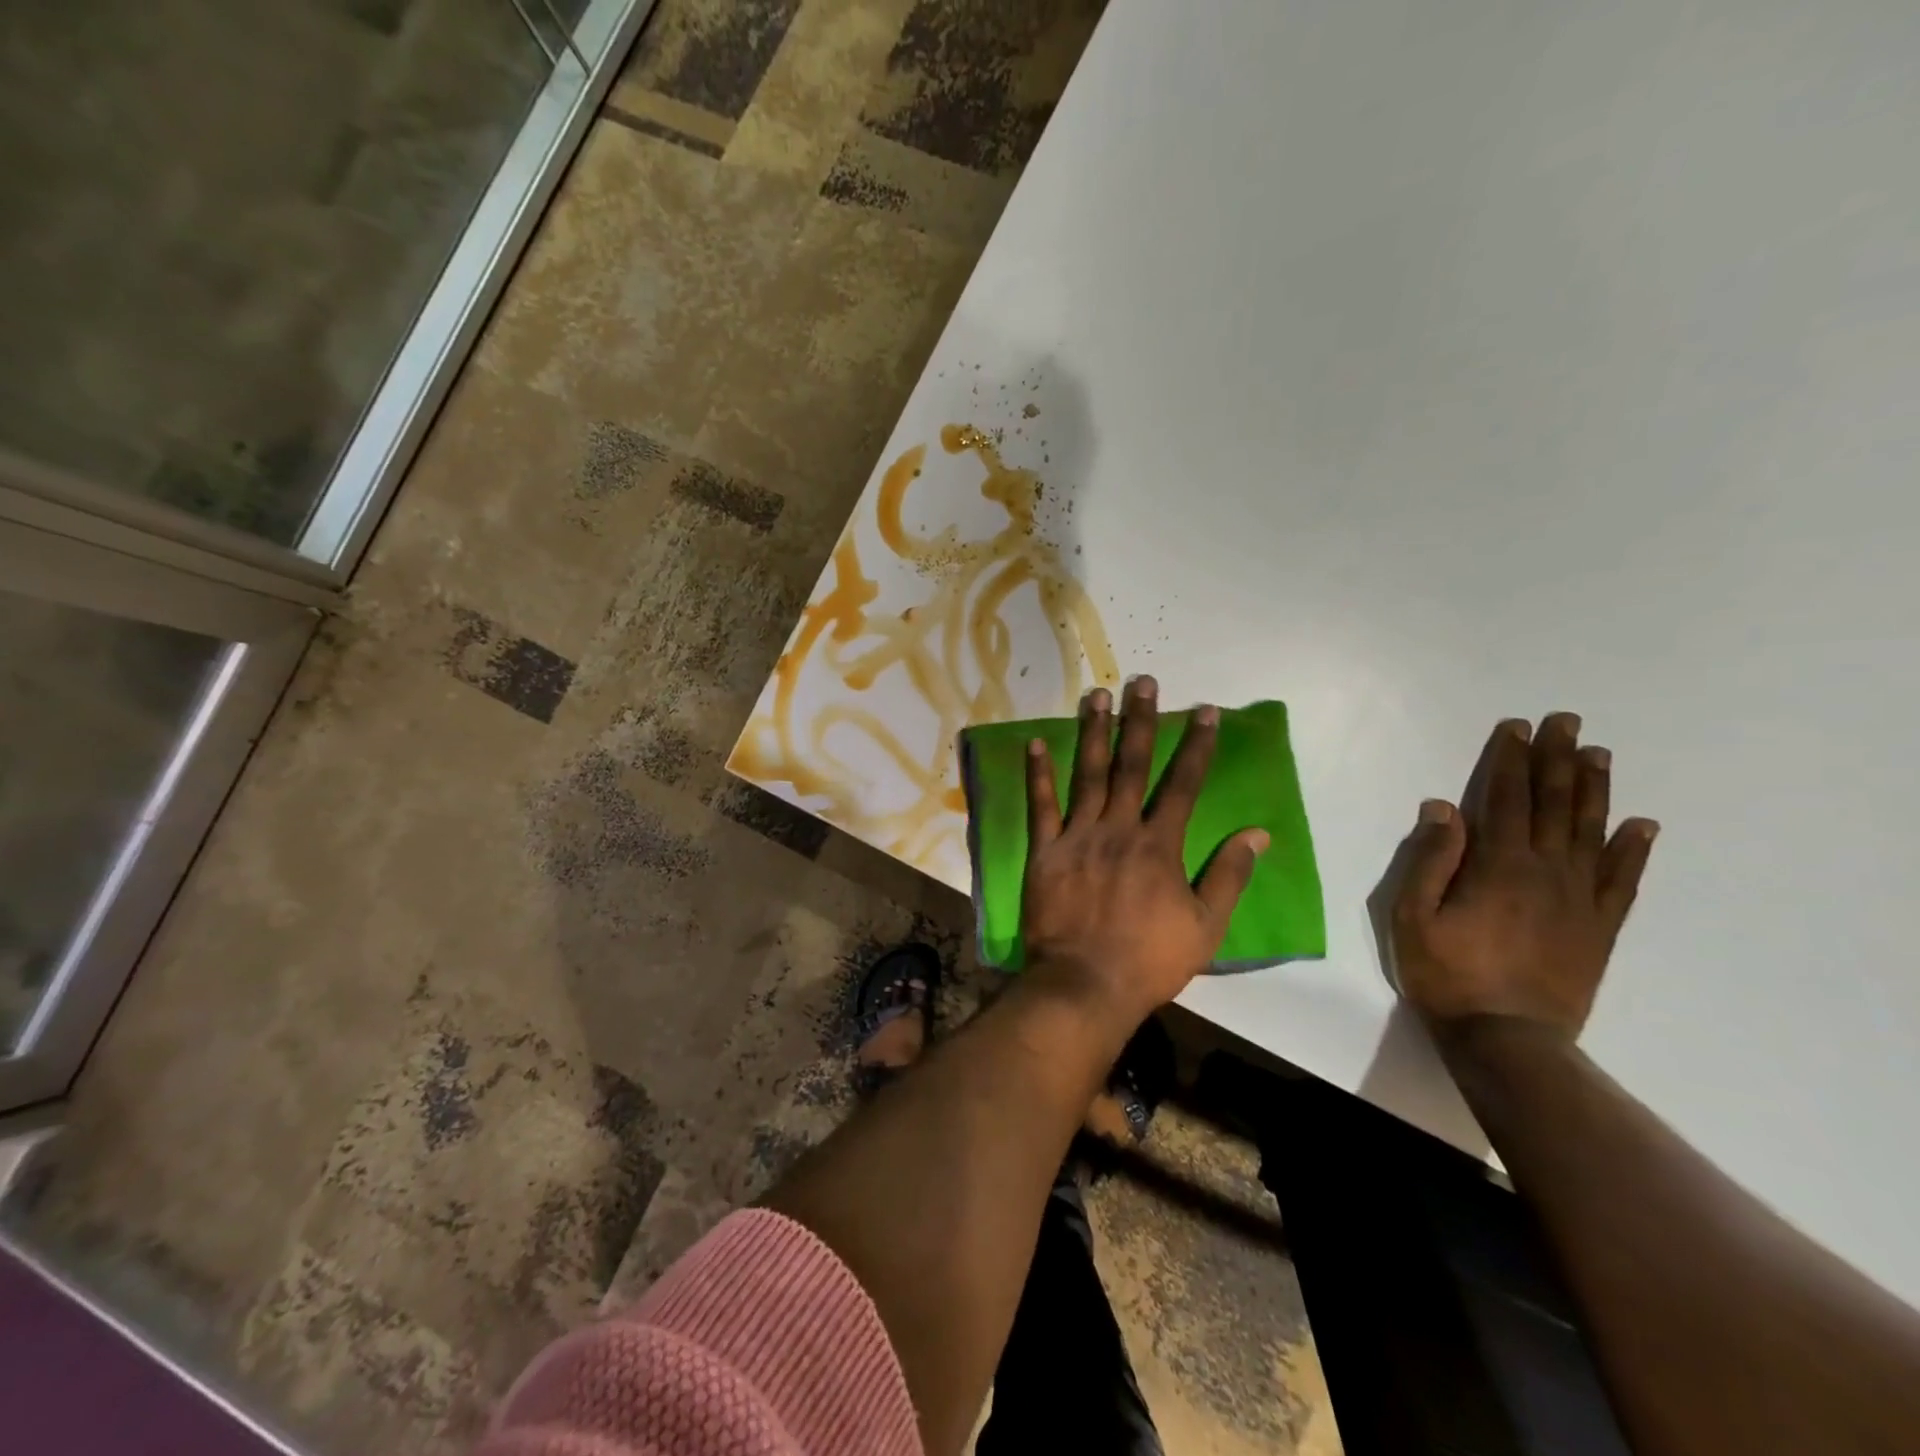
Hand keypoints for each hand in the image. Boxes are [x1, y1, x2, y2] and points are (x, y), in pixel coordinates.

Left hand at [1021, 676, 1269, 1027]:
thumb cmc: (1150, 959)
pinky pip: (1040, 805)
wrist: (1085, 983)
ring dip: (1093, 732)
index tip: (1204, 710)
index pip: (1183, 783)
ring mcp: (1077, 836)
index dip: (1196, 745)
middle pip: (1132, 765)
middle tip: (1143, 682)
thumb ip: (1230, 875)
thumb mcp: (1206, 925)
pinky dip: (1038, 774)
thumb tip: (1258, 833)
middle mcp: (1118, 828)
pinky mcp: (1045, 850)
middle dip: (1140, 721)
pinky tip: (1036, 742)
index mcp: (1159, 844)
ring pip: (1087, 774)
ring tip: (1096, 695)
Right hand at [1389, 713, 1658, 1044]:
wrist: (1507, 1039)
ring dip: (1594, 790)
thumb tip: (1442, 806)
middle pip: (1554, 805)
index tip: (1516, 728)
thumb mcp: (1412, 916)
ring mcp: (1580, 899)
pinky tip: (1643, 825)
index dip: (1510, 761)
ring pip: (1592, 832)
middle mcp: (1547, 872)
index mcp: (1498, 866)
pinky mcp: (1599, 927)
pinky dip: (1634, 850)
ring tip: (1599, 754)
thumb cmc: (1446, 973)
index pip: (1505, 799)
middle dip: (1557, 760)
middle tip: (1567, 722)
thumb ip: (1430, 859)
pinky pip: (1623, 881)